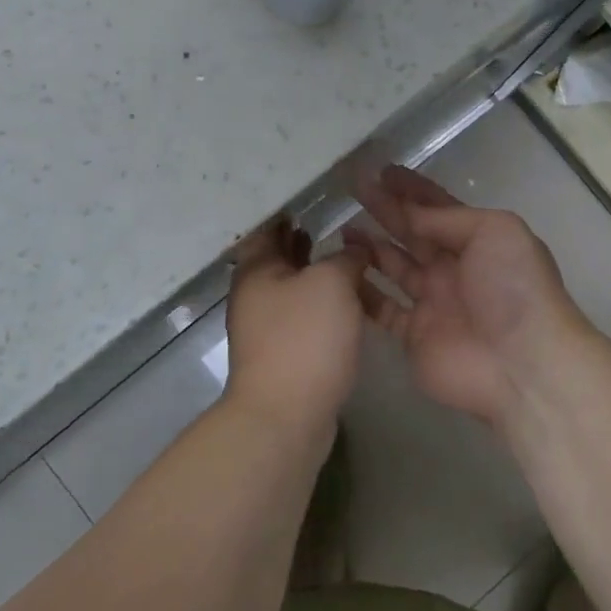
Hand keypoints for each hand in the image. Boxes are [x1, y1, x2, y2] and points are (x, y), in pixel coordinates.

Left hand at [224, 217, 369, 434]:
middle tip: (333, 219)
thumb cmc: (304, 337)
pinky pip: (303, 314)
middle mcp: (255, 295)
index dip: (286, 209)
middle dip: (302, 239)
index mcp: (256, 270)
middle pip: (278, 257)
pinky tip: (349, 300)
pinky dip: (321, 301)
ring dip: (315, 271)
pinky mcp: (284, 353)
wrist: (286, 416)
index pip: (267, 227)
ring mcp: (267, 327)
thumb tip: (355, 249)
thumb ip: (346, 257)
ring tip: (347, 254)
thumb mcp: (332, 283)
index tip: (311, 195)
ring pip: (293, 287)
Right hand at [346, 168, 590, 428]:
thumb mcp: (493, 231)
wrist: (521, 363)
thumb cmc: (513, 287)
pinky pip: (382, 309)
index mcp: (478, 240)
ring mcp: (433, 303)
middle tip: (353, 188)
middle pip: (413, 233)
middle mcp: (454, 268)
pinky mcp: (414, 336)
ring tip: (343, 228)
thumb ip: (448, 218)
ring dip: (371, 247)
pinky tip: (340, 274)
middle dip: (385, 209)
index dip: (412, 189)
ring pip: (394, 267)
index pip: (438, 208)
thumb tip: (411, 215)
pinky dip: (363, 292)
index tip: (382, 171)